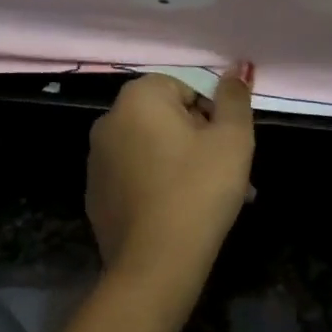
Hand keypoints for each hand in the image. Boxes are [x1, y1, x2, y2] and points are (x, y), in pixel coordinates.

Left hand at [87, 68, 254, 286]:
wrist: (155, 264)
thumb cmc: (198, 189)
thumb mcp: (232, 138)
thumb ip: (234, 97)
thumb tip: (237, 67)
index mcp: (138, 97)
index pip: (185, 88)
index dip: (211, 115)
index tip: (224, 147)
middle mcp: (108, 120)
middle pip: (166, 118)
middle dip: (197, 140)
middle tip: (224, 174)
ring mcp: (96, 160)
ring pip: (151, 149)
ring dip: (179, 163)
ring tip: (207, 199)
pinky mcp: (95, 195)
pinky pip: (134, 177)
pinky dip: (155, 186)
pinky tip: (177, 214)